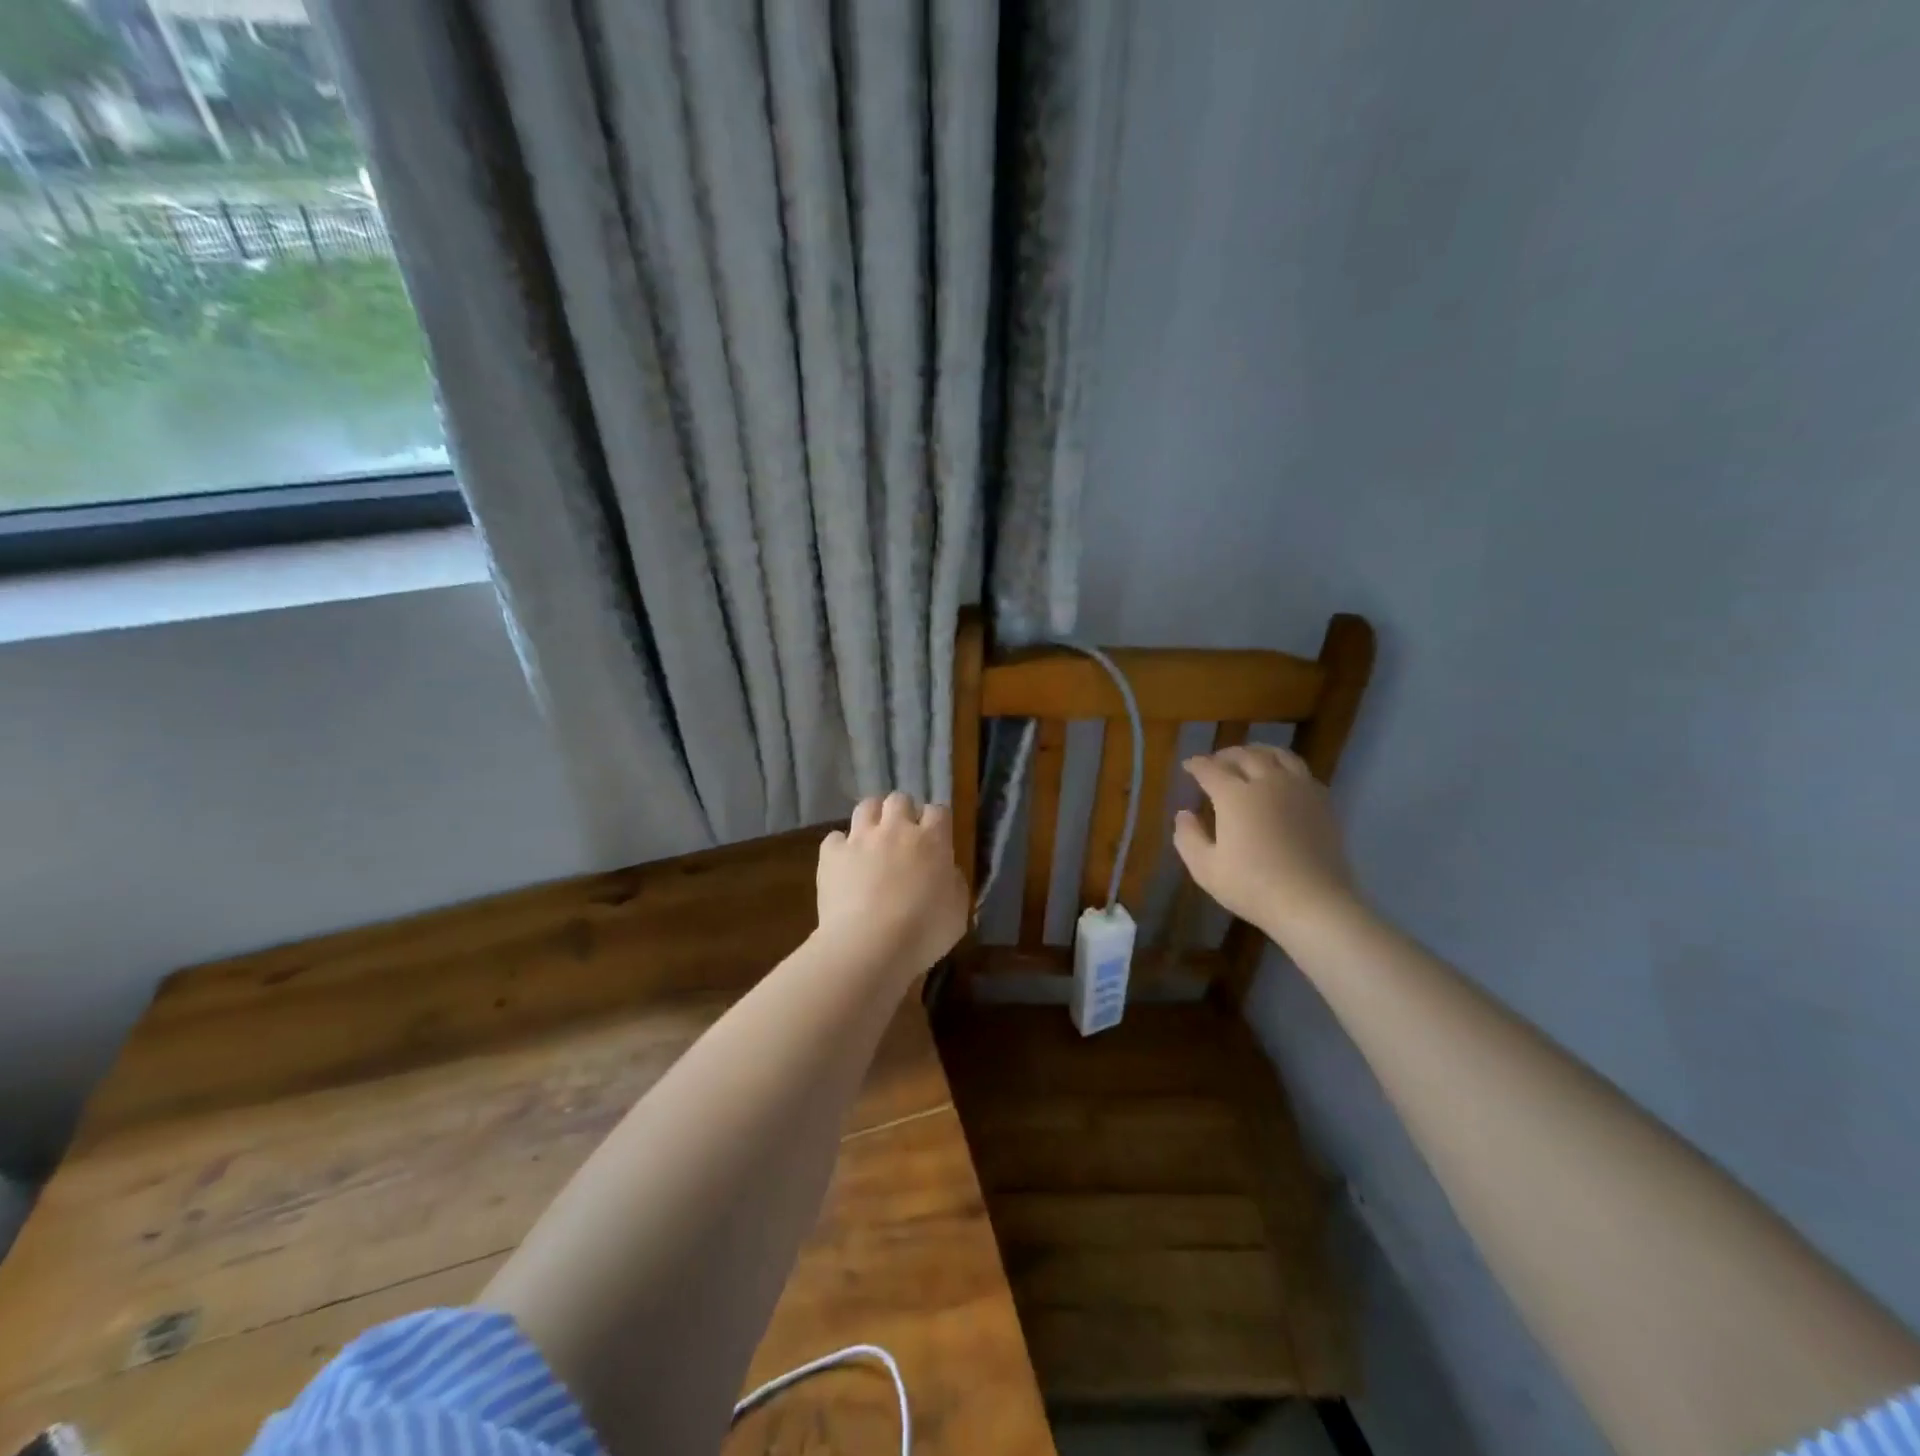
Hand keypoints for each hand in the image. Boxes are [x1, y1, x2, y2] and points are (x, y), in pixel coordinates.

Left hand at [817, 792, 968, 971]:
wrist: (869, 946)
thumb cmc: (923, 932)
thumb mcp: (958, 911)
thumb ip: (954, 883)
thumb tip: (946, 872)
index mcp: (932, 840)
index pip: (938, 811)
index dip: (936, 822)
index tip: (936, 839)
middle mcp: (896, 829)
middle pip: (900, 800)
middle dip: (903, 813)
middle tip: (903, 837)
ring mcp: (860, 838)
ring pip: (866, 806)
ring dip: (872, 818)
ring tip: (873, 840)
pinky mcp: (831, 854)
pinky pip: (835, 838)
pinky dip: (840, 847)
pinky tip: (844, 864)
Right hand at [1172, 745, 1361, 945]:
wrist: (1313, 902)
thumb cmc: (1252, 886)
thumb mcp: (1205, 868)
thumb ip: (1188, 837)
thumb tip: (1183, 814)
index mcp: (1234, 795)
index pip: (1210, 769)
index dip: (1196, 765)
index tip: (1188, 766)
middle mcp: (1267, 782)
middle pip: (1245, 755)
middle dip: (1226, 755)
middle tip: (1216, 762)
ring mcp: (1298, 789)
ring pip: (1278, 755)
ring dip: (1258, 752)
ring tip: (1250, 759)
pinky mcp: (1322, 802)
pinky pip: (1301, 771)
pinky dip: (1284, 767)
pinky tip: (1282, 779)